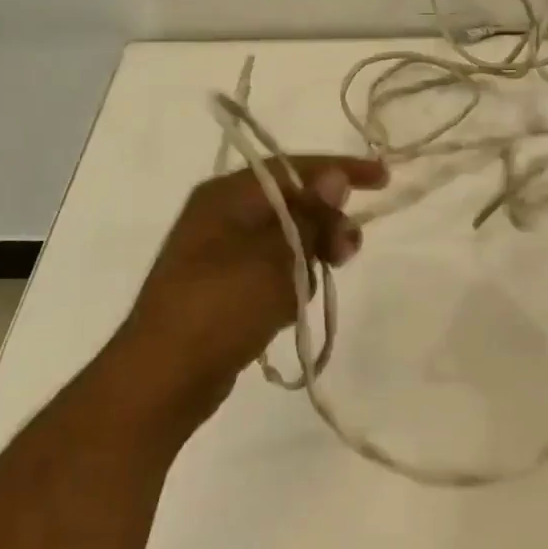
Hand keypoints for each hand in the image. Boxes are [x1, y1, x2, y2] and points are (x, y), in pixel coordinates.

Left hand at [107, 156, 388, 441]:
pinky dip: (291, 280)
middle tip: (348, 251)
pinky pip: (272, 270)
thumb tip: (334, 175)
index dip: (341, 169)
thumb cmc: (221, 307)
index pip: (295, 168)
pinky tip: (293, 306)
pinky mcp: (224, 288)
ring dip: (311, 255)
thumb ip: (309, 215)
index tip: (384, 179)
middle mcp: (222, 216)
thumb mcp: (274, 256)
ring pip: (286, 239)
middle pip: (292, 202)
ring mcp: (220, 254)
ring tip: (315, 285)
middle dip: (327, 221)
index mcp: (227, 196)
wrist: (163, 379)